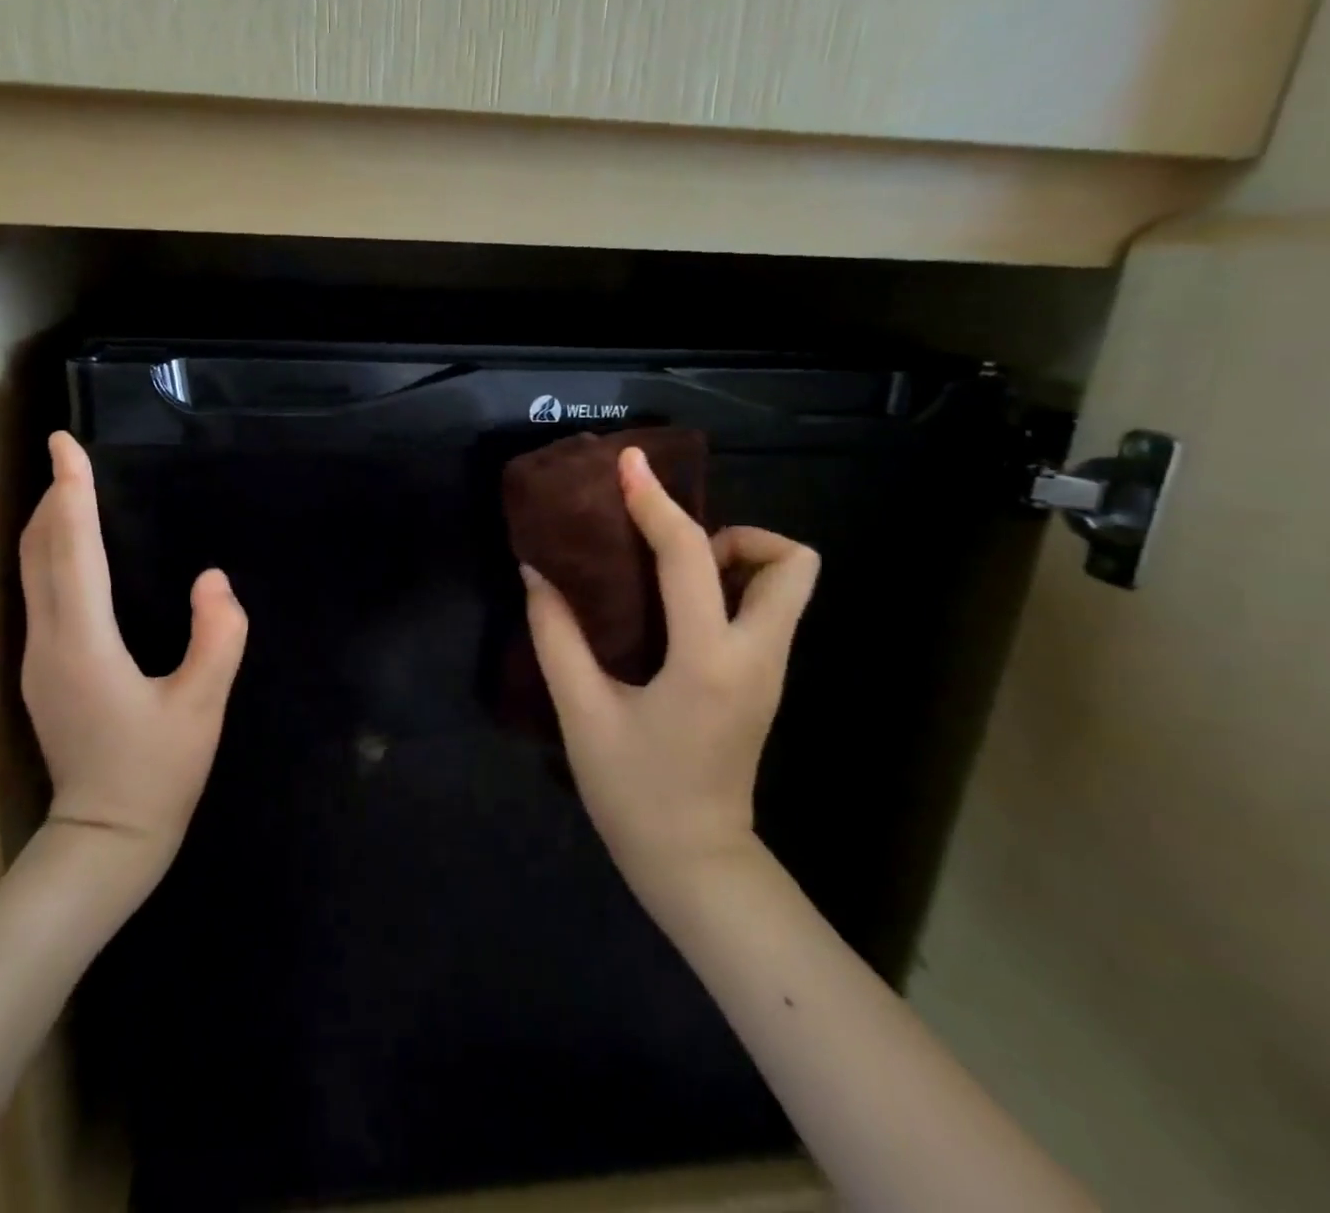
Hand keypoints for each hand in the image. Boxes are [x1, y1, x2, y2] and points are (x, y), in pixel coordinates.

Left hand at [18, 432, 247, 883]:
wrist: (103, 841)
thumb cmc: (156, 774)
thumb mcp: (202, 706)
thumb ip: (218, 637)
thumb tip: (214, 579)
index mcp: (84, 643)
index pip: (72, 549)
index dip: (70, 492)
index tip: (64, 444)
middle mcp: (48, 641)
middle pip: (38, 552)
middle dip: (51, 498)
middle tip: (69, 457)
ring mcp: (37, 658)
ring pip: (30, 572)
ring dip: (48, 525)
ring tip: (71, 491)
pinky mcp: (42, 672)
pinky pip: (38, 593)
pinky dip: (50, 555)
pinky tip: (73, 552)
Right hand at [521, 445, 818, 917]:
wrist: (694, 863)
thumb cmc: (634, 792)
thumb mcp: (582, 713)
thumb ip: (556, 637)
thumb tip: (537, 574)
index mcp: (708, 661)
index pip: (691, 558)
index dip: (655, 504)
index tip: (628, 467)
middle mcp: (756, 656)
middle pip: (792, 562)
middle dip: (736, 535)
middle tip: (670, 551)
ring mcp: (769, 671)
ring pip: (787, 585)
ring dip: (734, 560)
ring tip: (668, 578)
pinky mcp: (763, 682)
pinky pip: (764, 610)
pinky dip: (727, 588)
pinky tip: (672, 611)